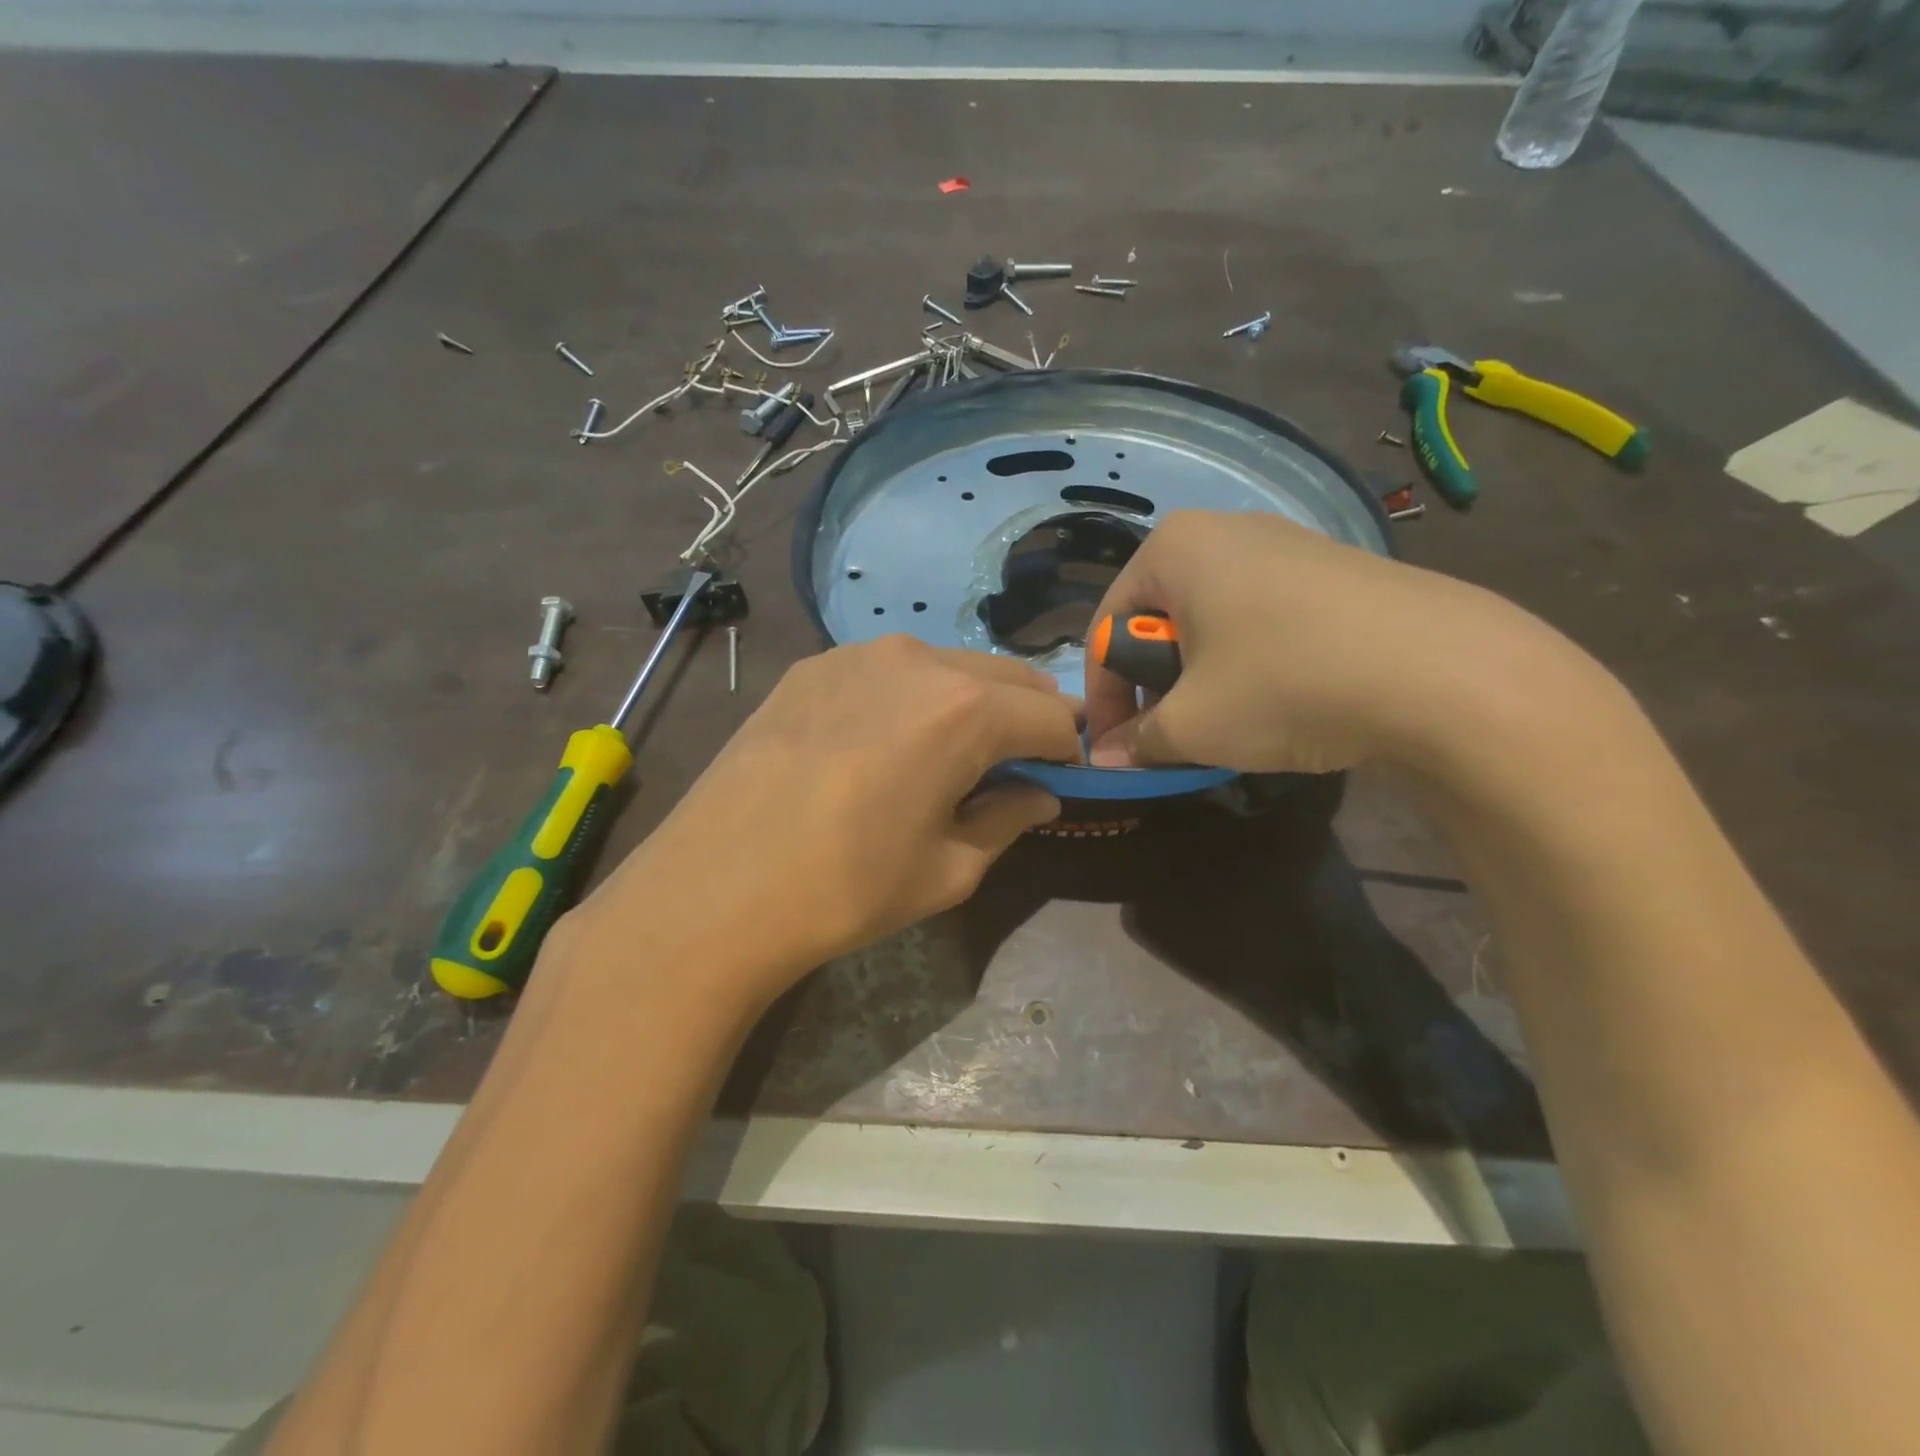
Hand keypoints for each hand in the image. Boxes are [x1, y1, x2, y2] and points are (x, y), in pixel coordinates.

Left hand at [579, 636, 1080, 1006]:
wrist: (714, 888)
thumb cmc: (846, 888)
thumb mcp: (949, 869)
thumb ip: (1008, 818)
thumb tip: (1040, 793)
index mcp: (965, 708)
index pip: (1051, 717)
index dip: (1068, 751)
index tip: (1061, 782)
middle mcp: (918, 659)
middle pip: (1006, 679)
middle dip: (1027, 719)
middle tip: (1018, 768)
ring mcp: (857, 654)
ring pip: (947, 667)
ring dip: (971, 703)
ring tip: (950, 756)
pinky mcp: (811, 666)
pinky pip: (889, 672)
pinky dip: (913, 698)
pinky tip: (884, 744)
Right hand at [1084, 510, 1591, 775]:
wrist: (1447, 673)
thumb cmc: (1285, 685)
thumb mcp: (1193, 725)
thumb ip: (1136, 741)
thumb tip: (1105, 758)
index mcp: (1174, 548)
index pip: (1106, 627)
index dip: (1103, 696)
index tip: (1114, 748)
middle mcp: (1225, 530)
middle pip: (1160, 619)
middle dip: (1155, 684)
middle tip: (1173, 735)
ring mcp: (1288, 543)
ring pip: (1213, 619)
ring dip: (1202, 677)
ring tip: (1230, 722)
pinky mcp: (1335, 569)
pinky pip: (1264, 617)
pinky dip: (1252, 661)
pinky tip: (1285, 699)